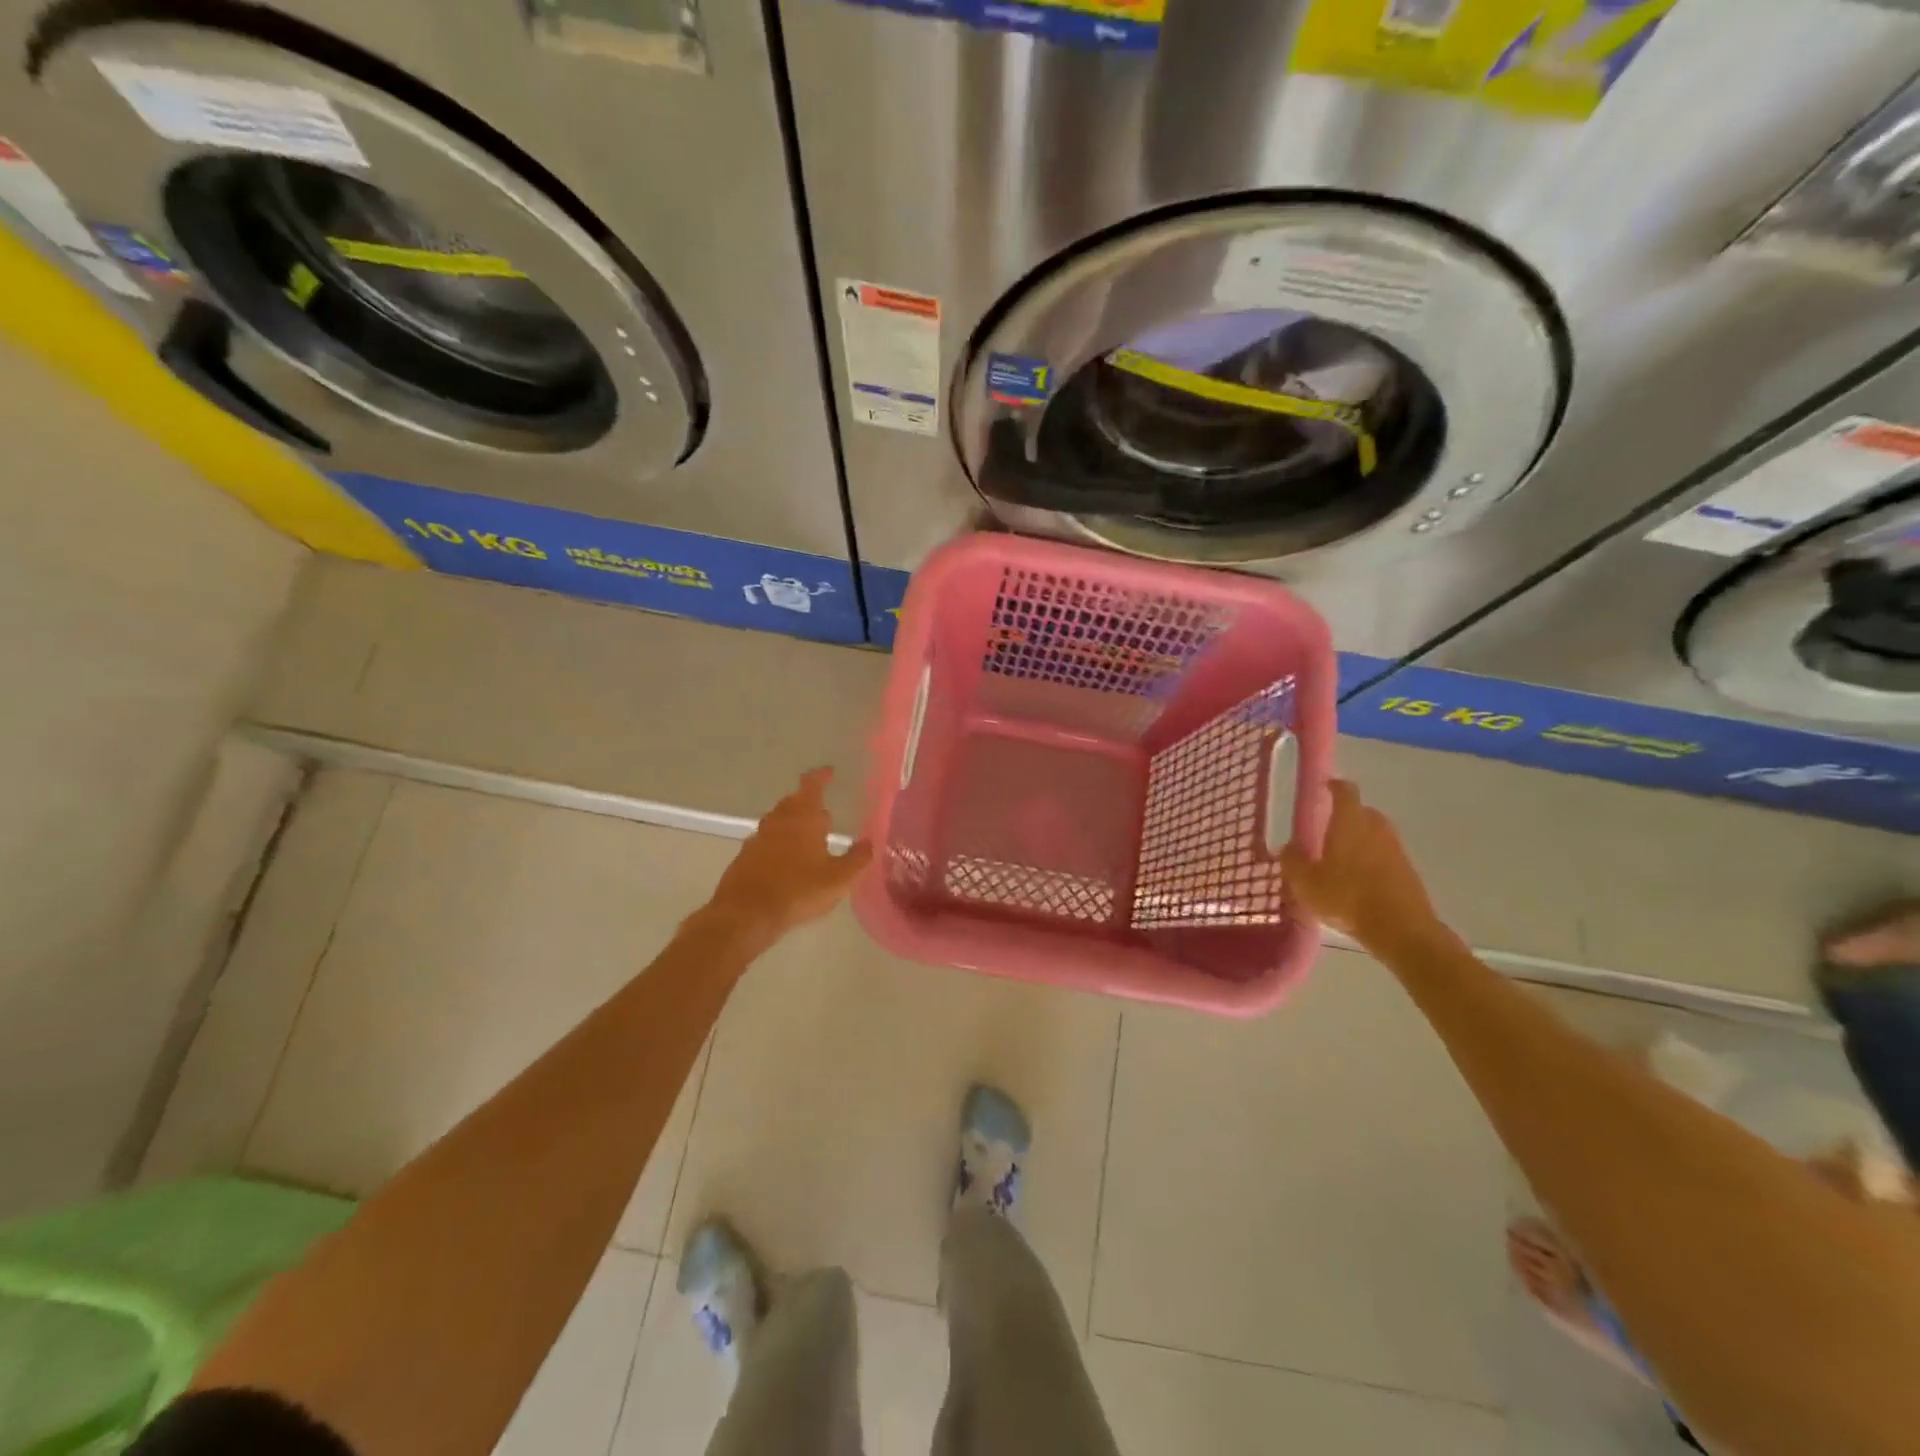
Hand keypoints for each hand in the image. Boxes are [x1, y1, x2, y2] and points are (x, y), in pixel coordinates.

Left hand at [704, 768, 874, 943]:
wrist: (746, 915)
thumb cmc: (798, 890)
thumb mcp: (839, 878)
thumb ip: (857, 858)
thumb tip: (870, 842)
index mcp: (803, 818)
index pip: (811, 785)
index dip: (821, 776)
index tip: (829, 772)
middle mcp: (778, 821)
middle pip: (793, 802)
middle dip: (808, 804)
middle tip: (825, 816)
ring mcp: (757, 839)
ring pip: (778, 822)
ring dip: (793, 826)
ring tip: (808, 840)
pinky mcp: (744, 858)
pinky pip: (766, 843)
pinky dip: (778, 846)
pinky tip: (787, 864)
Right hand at [1279, 779, 1439, 947]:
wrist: (1401, 930)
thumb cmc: (1347, 898)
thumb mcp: (1306, 883)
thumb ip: (1292, 861)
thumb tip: (1288, 847)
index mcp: (1350, 822)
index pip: (1345, 791)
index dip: (1333, 786)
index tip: (1323, 788)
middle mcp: (1376, 827)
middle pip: (1362, 811)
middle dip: (1345, 816)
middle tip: (1325, 829)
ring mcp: (1396, 848)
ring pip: (1374, 833)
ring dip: (1359, 839)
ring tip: (1340, 857)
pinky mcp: (1408, 870)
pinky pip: (1384, 854)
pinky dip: (1371, 859)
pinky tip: (1357, 879)